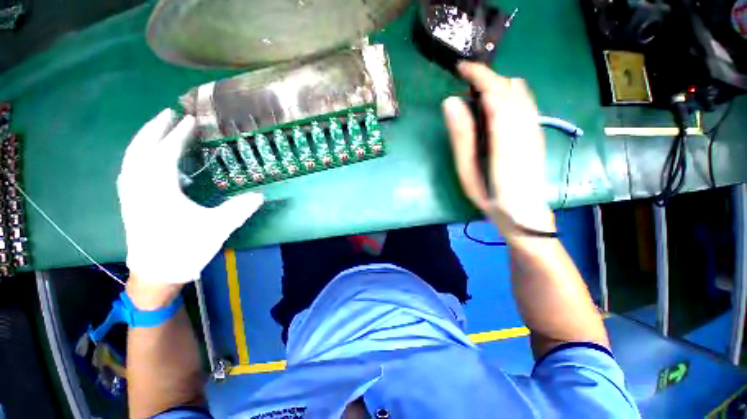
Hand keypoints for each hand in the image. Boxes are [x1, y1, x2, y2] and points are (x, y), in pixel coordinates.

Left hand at [118, 109, 263, 284]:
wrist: (157, 274)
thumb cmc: (186, 249)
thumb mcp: (218, 228)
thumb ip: (239, 209)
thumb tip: (260, 195)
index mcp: (159, 189)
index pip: (166, 153)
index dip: (179, 135)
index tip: (190, 121)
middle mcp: (139, 186)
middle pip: (141, 148)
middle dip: (155, 128)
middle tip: (169, 112)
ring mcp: (130, 194)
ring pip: (131, 157)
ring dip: (143, 139)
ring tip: (157, 127)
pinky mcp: (129, 201)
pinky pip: (129, 169)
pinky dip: (137, 155)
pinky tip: (145, 156)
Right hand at [443, 62, 554, 240]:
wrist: (523, 212)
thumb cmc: (490, 197)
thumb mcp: (467, 171)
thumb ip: (461, 137)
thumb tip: (450, 103)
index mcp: (505, 139)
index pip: (496, 92)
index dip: (479, 75)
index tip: (460, 68)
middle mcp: (525, 127)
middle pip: (509, 86)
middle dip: (486, 77)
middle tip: (463, 83)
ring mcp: (534, 128)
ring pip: (520, 91)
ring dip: (497, 84)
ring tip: (475, 93)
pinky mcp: (536, 131)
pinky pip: (525, 101)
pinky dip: (508, 93)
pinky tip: (493, 106)